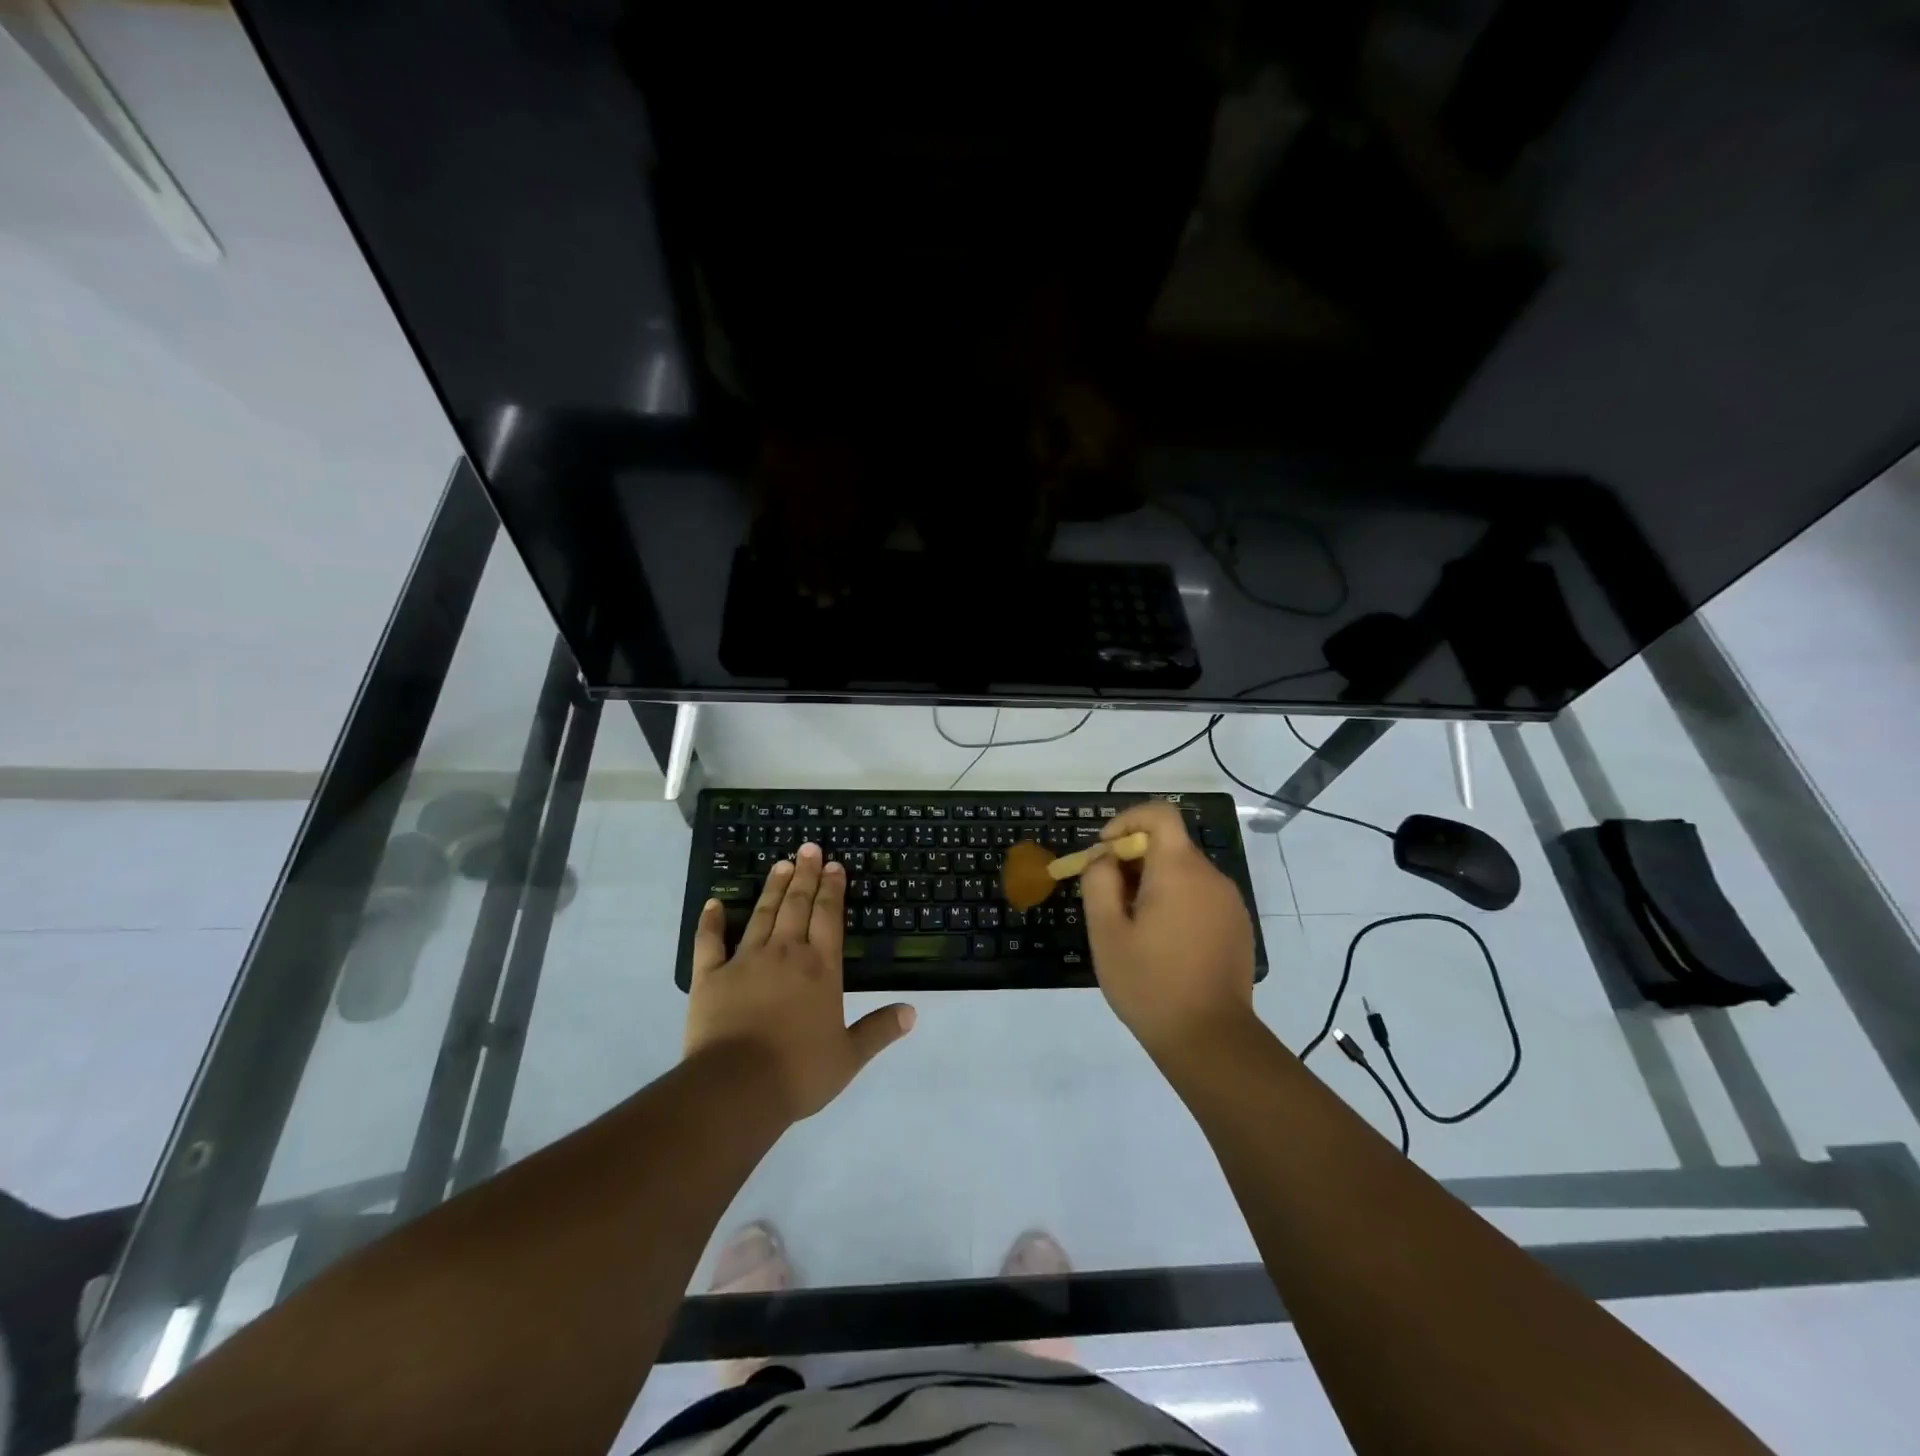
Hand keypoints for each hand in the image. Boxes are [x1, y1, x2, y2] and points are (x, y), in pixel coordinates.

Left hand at [685, 843, 914, 1120]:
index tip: (834, 865)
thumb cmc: (798, 1072)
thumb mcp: (849, 1056)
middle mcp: (785, 954)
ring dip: (772, 888)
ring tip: (780, 865)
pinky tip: (714, 903)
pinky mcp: (709, 977)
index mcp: (820, 969)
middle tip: (808, 848)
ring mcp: (744, 961)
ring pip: (762, 915)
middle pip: (797, 906)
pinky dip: (711, 921)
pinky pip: (709, 942)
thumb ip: (879, 1030)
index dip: (832, 889)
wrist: (737, 1088)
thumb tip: (912, 1012)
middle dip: (805, 875)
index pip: (828, 917)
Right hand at [1081, 801, 1256, 1061]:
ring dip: (1153, 883)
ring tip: (1132, 927)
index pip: (1159, 814)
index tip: (1105, 853)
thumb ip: (1099, 881)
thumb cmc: (1150, 983)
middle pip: (1169, 844)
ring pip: (1184, 872)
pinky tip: (1162, 943)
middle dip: (1133, 860)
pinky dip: (1176, 902)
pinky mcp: (1237, 925)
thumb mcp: (1106, 932)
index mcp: (1179, 870)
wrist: (1210, 1039)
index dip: (1127, 821)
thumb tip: (1105, 857)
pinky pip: (1200, 896)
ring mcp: (1230, 902)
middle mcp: (1211, 876)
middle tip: (1109, 899)